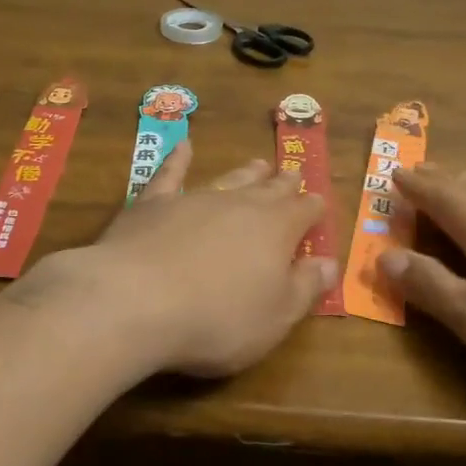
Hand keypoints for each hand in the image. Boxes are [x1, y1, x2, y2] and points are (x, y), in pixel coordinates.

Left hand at [38, 141, 334, 378]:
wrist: (137, 300)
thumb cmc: (217, 319)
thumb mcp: (275, 317)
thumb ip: (304, 288)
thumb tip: (329, 263)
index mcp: (276, 229)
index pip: (303, 211)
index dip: (313, 209)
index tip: (318, 204)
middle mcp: (239, 204)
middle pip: (268, 189)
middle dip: (282, 184)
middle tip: (291, 175)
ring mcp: (194, 198)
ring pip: (227, 179)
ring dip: (245, 172)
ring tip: (258, 163)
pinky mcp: (152, 203)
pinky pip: (170, 174)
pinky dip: (179, 160)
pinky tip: (183, 147)